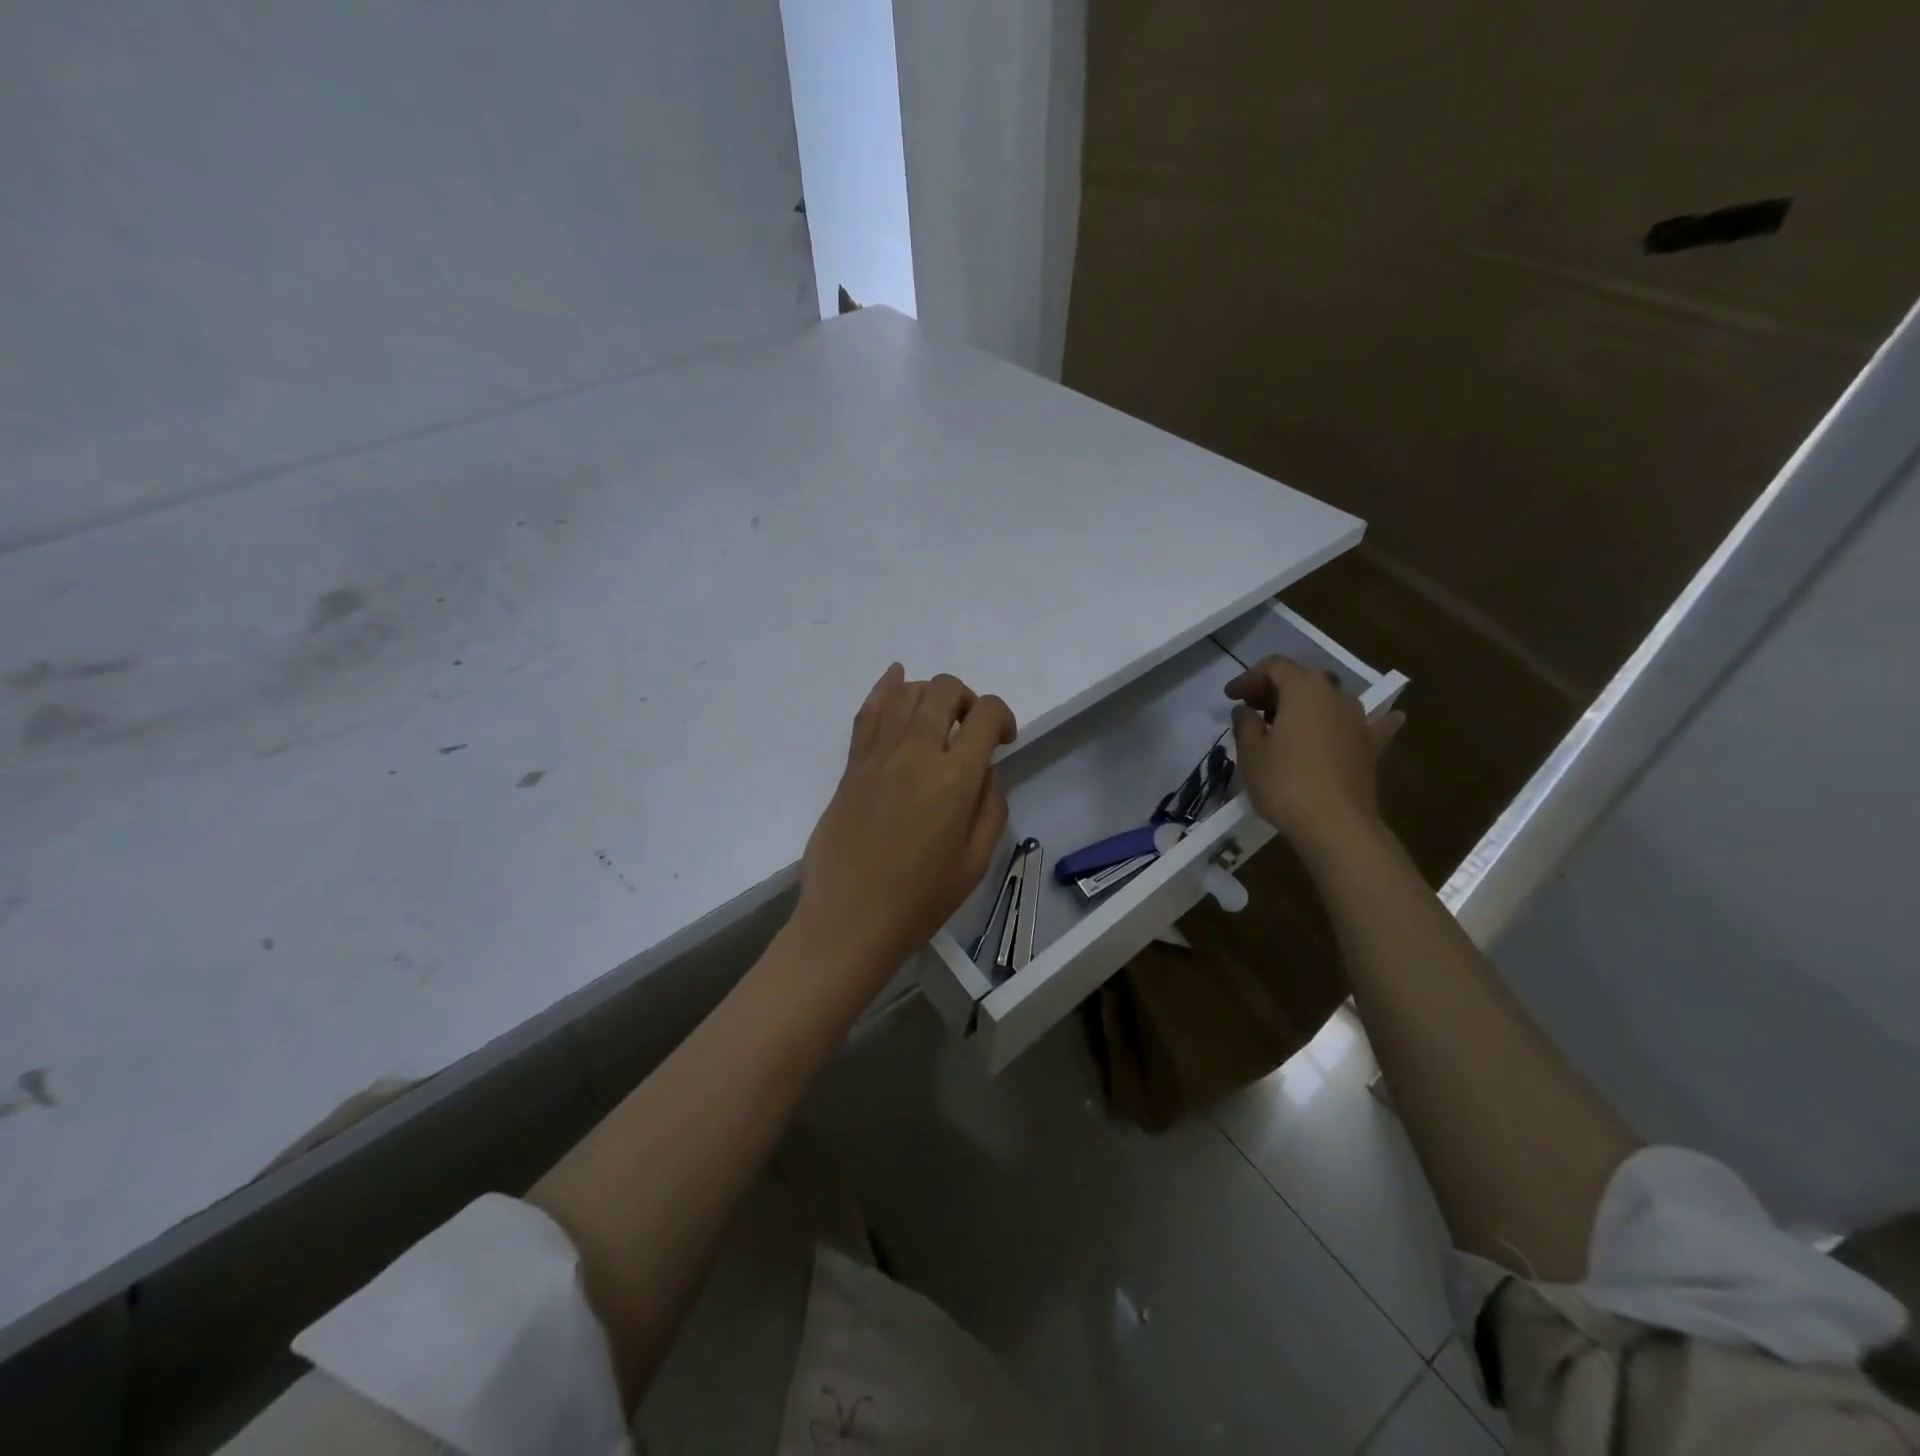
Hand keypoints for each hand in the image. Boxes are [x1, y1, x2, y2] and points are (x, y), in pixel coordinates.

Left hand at [793, 665, 1016, 981]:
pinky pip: (868, 713)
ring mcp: (877, 756)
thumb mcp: (976, 862)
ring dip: (930, 693)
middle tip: (970, 729)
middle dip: (967, 698)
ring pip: (906, 693)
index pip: (985, 714)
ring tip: (937, 717)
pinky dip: (885, 688)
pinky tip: (896, 678)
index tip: (1004, 741)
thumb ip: (990, 808)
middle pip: (944, 690)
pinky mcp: (851, 766)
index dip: (1003, 716)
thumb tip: (984, 772)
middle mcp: (914, 754)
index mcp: (953, 779)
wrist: (850, 919)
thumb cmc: (920, 900)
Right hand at [1225, 656, 1402, 850]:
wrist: (1335, 824)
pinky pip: (1371, 725)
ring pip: (1330, 699)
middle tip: (1252, 709)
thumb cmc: (1284, 782)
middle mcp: (1336, 695)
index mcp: (1303, 689)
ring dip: (1307, 704)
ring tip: (1287, 721)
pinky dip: (1366, 720)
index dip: (1249, 678)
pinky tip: (1390, 716)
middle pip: (1303, 679)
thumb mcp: (1250, 752)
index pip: (1274, 667)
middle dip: (1275, 689)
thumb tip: (1246, 710)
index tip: (1230, 697)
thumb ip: (1245, 724)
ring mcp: (1359, 720)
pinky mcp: (1371, 747)